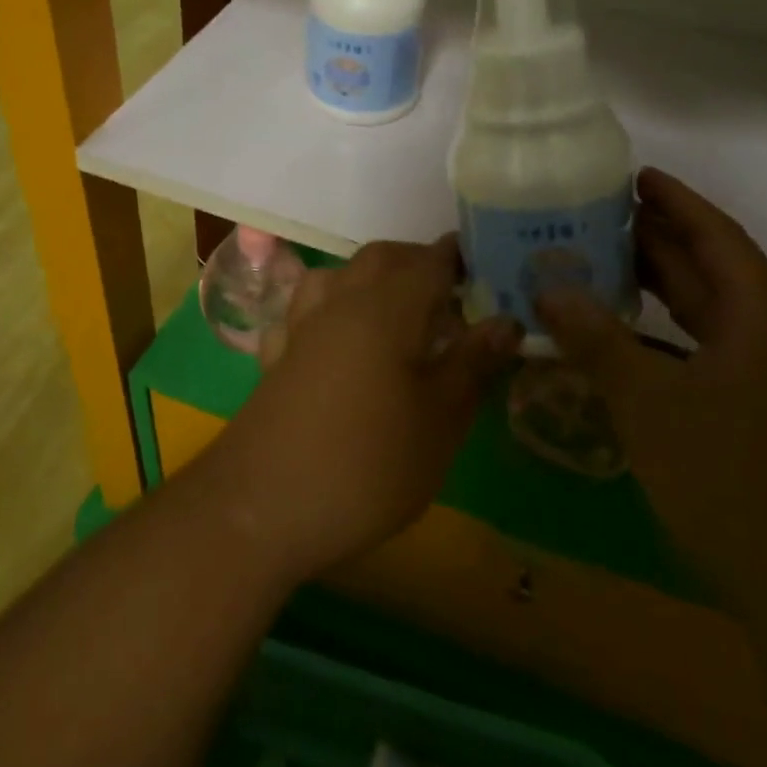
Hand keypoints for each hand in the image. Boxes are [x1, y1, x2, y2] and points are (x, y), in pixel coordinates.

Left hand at [202, 238, 520, 585]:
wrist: (259, 508)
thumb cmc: (365, 465)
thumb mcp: (439, 421)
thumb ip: (473, 363)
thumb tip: (507, 319)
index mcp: (386, 306)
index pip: (431, 260)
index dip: (463, 259)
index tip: (490, 270)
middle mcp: (340, 300)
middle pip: (383, 259)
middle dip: (420, 264)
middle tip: (454, 297)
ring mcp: (301, 325)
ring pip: (340, 276)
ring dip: (373, 279)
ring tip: (401, 312)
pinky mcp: (276, 355)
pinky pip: (307, 310)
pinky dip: (332, 309)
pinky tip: (340, 339)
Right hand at [537, 168, 766, 612]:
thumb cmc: (730, 482)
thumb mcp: (650, 406)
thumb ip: (596, 341)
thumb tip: (549, 289)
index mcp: (763, 319)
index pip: (717, 237)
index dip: (677, 202)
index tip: (635, 176)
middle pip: (715, 270)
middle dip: (663, 239)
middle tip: (603, 215)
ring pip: (713, 312)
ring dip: (666, 286)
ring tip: (610, 262)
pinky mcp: (764, 413)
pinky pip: (712, 349)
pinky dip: (671, 332)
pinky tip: (633, 336)